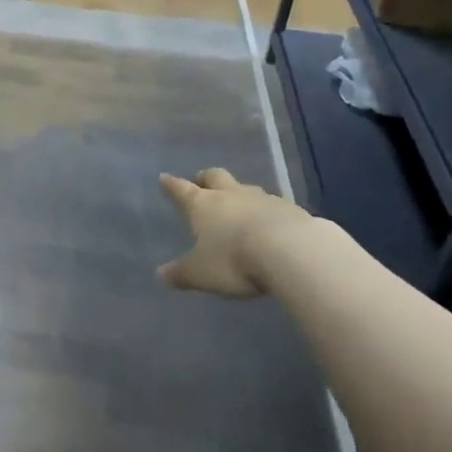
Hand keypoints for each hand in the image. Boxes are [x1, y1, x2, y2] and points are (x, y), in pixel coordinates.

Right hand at [156, 167, 307, 299]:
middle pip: (215, 177)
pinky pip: (273, 205)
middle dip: (205, 178)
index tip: (165, 178)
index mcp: (203, 205)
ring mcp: (262, 199)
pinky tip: (271, 223)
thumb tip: (161, 274)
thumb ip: (182, 273)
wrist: (291, 251)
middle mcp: (230, 195)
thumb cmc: (234, 259)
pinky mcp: (290, 209)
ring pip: (246, 188)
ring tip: (238, 203)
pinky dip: (267, 211)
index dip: (172, 185)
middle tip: (201, 180)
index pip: (181, 190)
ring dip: (239, 193)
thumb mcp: (201, 273)